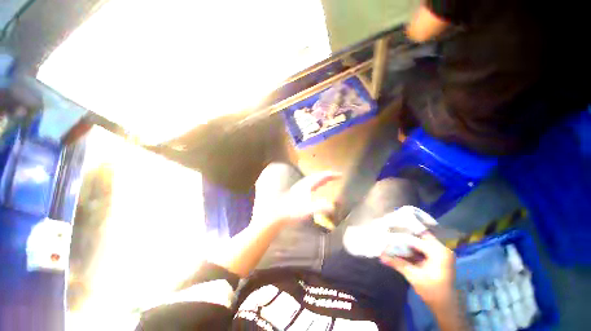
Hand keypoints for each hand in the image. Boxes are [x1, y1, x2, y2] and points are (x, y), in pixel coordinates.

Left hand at [267, 171, 340, 225]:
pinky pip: (308, 184)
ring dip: (320, 178)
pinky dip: (314, 183)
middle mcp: (303, 184)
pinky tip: (312, 188)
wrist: (276, 214)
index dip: (331, 175)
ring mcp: (298, 188)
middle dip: (326, 175)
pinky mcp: (295, 192)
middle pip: (317, 176)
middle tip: (334, 176)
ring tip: (326, 179)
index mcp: (307, 185)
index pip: (321, 177)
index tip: (340, 175)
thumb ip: (320, 207)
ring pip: (311, 179)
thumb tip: (333, 207)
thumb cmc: (292, 211)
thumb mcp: (307, 210)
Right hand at [380, 233, 455, 306]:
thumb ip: (397, 263)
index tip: (387, 235)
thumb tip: (381, 256)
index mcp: (439, 252)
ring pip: (420, 241)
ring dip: (407, 241)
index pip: (416, 239)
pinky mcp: (438, 257)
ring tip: (393, 239)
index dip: (400, 237)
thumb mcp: (413, 276)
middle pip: (419, 237)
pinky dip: (412, 247)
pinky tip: (401, 248)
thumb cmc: (432, 291)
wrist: (446, 306)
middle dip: (404, 235)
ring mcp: (441, 252)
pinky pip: (423, 247)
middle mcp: (442, 248)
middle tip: (389, 233)